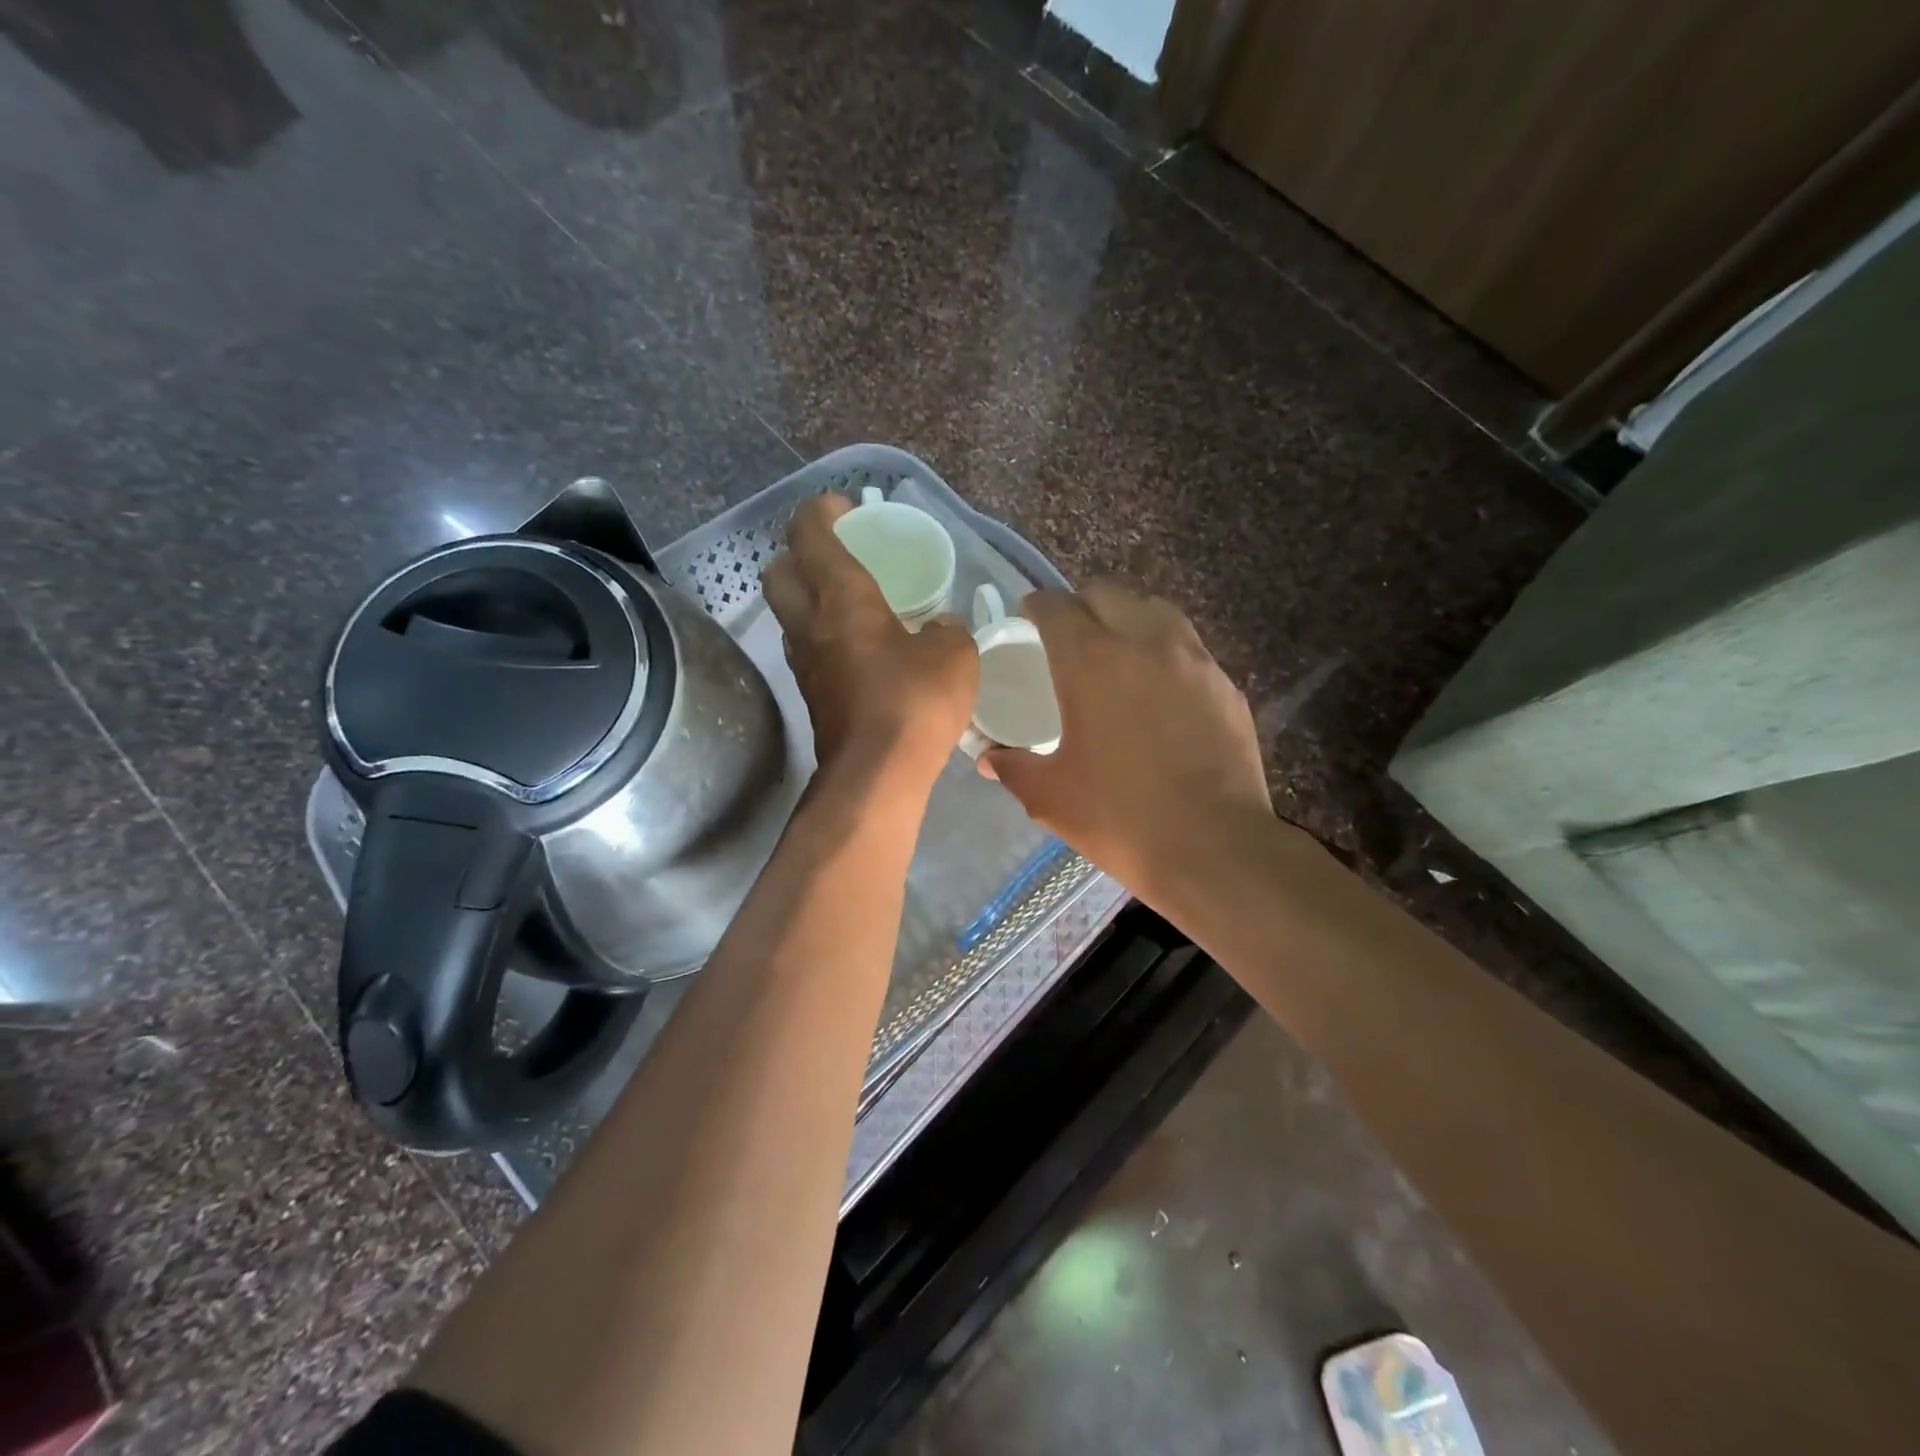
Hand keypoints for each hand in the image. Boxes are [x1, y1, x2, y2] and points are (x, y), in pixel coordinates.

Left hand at [762, 493, 977, 788]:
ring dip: (809, 598)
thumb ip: (947, 630)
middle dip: (799, 553)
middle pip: (779, 571)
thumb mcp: (954, 657)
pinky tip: (861, 649)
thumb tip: (938, 628)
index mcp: (842, 599)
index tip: (844, 506)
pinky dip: (825, 636)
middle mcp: (811, 625)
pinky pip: (809, 649)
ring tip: (852, 602)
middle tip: (838, 555)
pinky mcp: (812, 696)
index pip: (810, 534)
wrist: (876, 777)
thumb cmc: (914, 704)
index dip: (820, 510)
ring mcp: (805, 664)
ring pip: (790, 614)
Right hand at [982, 581, 1271, 899]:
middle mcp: (1143, 642)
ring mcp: (1192, 659)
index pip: (1055, 606)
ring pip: (1154, 610)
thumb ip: (1012, 766)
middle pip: (1106, 594)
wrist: (1213, 847)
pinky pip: (1188, 647)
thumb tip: (989, 758)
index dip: (1036, 607)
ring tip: (1116, 653)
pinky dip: (1165, 652)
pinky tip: (1159, 691)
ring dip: (1127, 618)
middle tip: (1068, 640)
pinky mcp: (1224, 684)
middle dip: (1080, 606)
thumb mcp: (1049, 796)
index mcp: (1091, 661)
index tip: (1028, 620)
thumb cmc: (1119, 818)